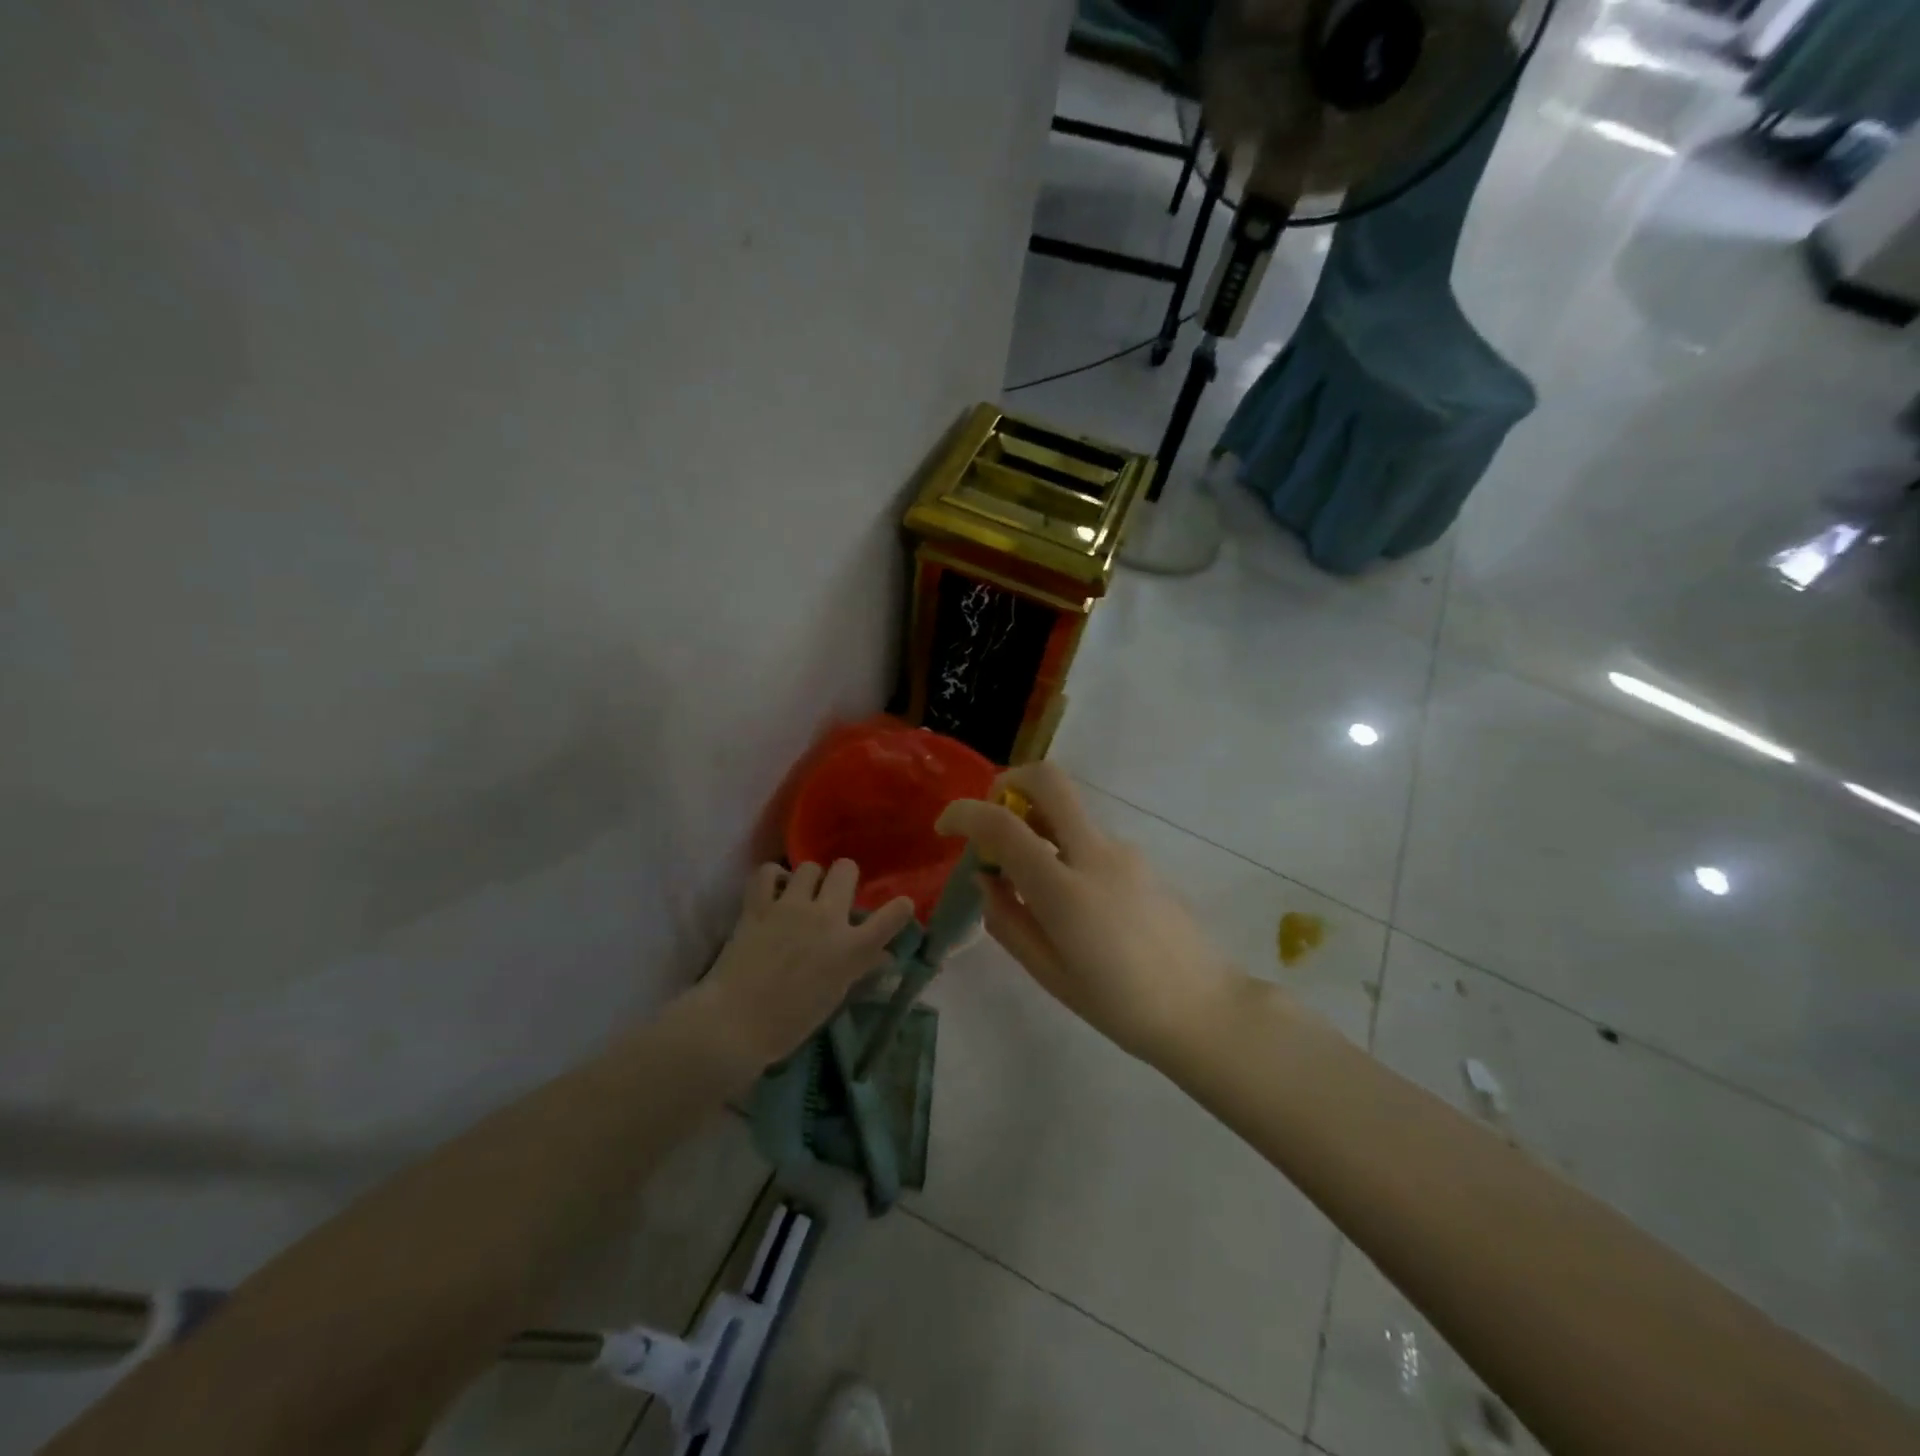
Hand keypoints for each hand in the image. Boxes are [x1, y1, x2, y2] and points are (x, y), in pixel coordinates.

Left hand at [699, 860, 915, 1070]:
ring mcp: (791, 907)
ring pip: (809, 867)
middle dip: (844, 879)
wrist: (736, 1023)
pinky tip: (772, 892)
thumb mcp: (835, 996)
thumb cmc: (790, 1022)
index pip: (893, 916)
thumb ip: (860, 967)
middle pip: (846, 869)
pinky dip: (772, 878)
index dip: (900, 907)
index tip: (899, 907)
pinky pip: (767, 872)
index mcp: (851, 948)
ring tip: (800, 896)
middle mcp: (827, 918)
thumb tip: (883, 955)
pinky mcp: (758, 906)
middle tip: (834, 896)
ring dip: (809, 880)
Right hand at [936, 761, 1238, 1064]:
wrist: (1203, 1009)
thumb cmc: (1119, 1005)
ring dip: (1036, 823)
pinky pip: (1088, 837)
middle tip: (991, 819)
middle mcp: (1095, 854)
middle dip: (1008, 783)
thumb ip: (1008, 920)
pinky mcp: (1140, 858)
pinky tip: (1068, 899)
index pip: (1003, 825)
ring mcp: (1123, 851)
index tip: (945, 828)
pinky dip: (1062, 846)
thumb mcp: (1048, 973)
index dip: (964, 814)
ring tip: (1027, 881)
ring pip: (1068, 811)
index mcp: (1065, 890)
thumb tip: (987, 881)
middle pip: (1048, 780)